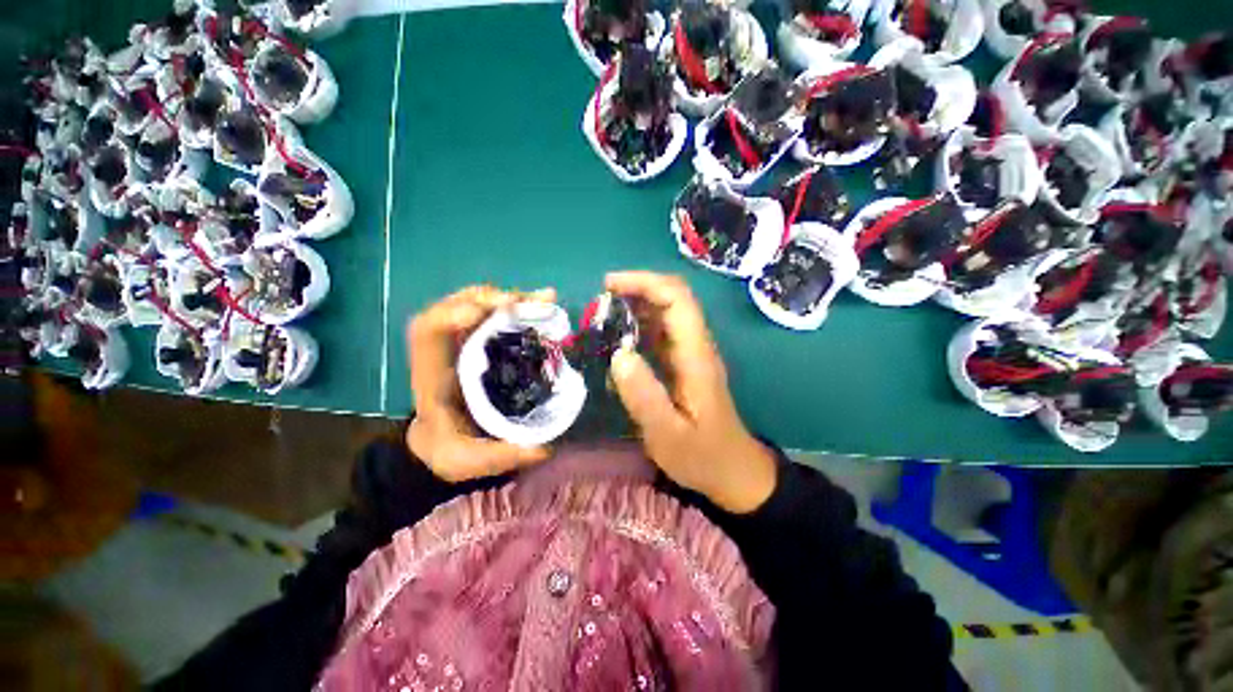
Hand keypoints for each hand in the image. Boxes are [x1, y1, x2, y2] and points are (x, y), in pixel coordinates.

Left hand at [406, 286, 553, 481]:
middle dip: (491, 298)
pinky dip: (517, 307)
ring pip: (478, 306)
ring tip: (543, 300)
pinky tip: (540, 307)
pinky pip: (495, 316)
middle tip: (528, 302)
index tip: (481, 313)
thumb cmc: (448, 449)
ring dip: (509, 299)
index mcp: (434, 376)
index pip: (427, 332)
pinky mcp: (482, 344)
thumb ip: (501, 456)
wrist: (442, 441)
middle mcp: (447, 351)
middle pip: (456, 307)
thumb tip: (545, 448)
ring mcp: (464, 344)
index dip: (449, 315)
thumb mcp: (468, 462)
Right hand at [606, 271, 776, 513]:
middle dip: (637, 288)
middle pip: (673, 298)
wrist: (732, 472)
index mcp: (696, 356)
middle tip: (601, 300)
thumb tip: (619, 354)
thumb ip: (644, 396)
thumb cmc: (702, 455)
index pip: (677, 299)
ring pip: (667, 313)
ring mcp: (691, 354)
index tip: (608, 286)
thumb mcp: (668, 435)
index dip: (644, 283)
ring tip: (604, 315)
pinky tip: (619, 339)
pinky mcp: (684, 364)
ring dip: (636, 305)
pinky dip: (639, 326)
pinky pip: (662, 333)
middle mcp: (696, 346)